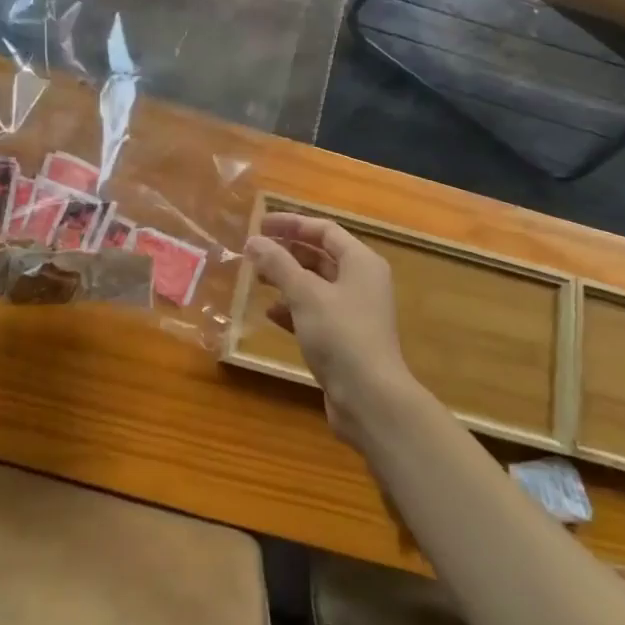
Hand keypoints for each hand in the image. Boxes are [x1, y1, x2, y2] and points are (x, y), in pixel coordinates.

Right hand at [245, 213, 414, 448]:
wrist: (370, 399)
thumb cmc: (341, 335)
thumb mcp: (305, 294)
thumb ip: (278, 264)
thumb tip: (254, 241)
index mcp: (361, 262)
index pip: (324, 230)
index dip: (292, 224)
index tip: (261, 225)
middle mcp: (361, 282)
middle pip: (321, 256)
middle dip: (287, 252)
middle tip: (255, 252)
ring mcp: (354, 312)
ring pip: (316, 286)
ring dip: (287, 280)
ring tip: (257, 279)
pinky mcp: (345, 339)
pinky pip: (315, 313)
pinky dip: (293, 309)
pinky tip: (270, 314)